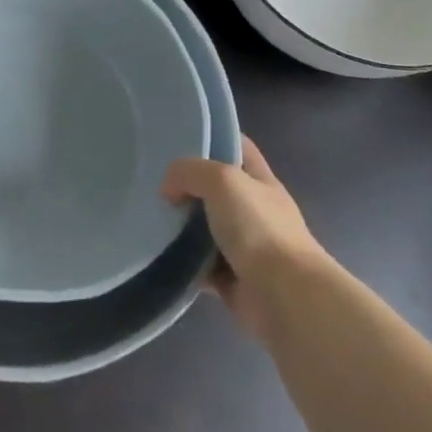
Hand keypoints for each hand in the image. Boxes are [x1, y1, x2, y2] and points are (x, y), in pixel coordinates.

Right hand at [162, 138, 329, 340]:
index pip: (237, 147)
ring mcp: (244, 246)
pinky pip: (199, 264)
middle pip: (215, 188)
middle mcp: (254, 210)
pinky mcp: (231, 278)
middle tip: (151, 179)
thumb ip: (190, 172)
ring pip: (204, 227)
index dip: (213, 137)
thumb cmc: (259, 229)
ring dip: (180, 225)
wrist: (284, 296)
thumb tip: (168, 189)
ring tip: (146, 215)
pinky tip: (157, 253)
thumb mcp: (223, 181)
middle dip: (186, 184)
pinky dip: (181, 261)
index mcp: (260, 181)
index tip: (178, 135)